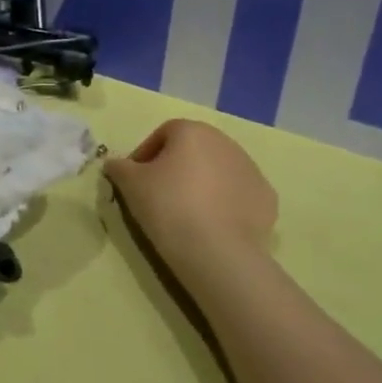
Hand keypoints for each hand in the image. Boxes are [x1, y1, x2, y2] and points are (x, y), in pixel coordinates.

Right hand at [104, 120, 277, 276]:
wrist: (216, 251)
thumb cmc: (167, 206)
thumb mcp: (130, 184)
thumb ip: (119, 167)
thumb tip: (114, 163)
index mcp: (193, 131)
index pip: (163, 134)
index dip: (145, 154)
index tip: (135, 180)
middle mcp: (226, 142)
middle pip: (193, 150)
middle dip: (175, 167)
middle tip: (159, 196)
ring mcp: (251, 169)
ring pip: (217, 171)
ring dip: (201, 184)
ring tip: (185, 213)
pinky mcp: (267, 198)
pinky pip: (237, 194)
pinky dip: (224, 204)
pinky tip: (211, 225)